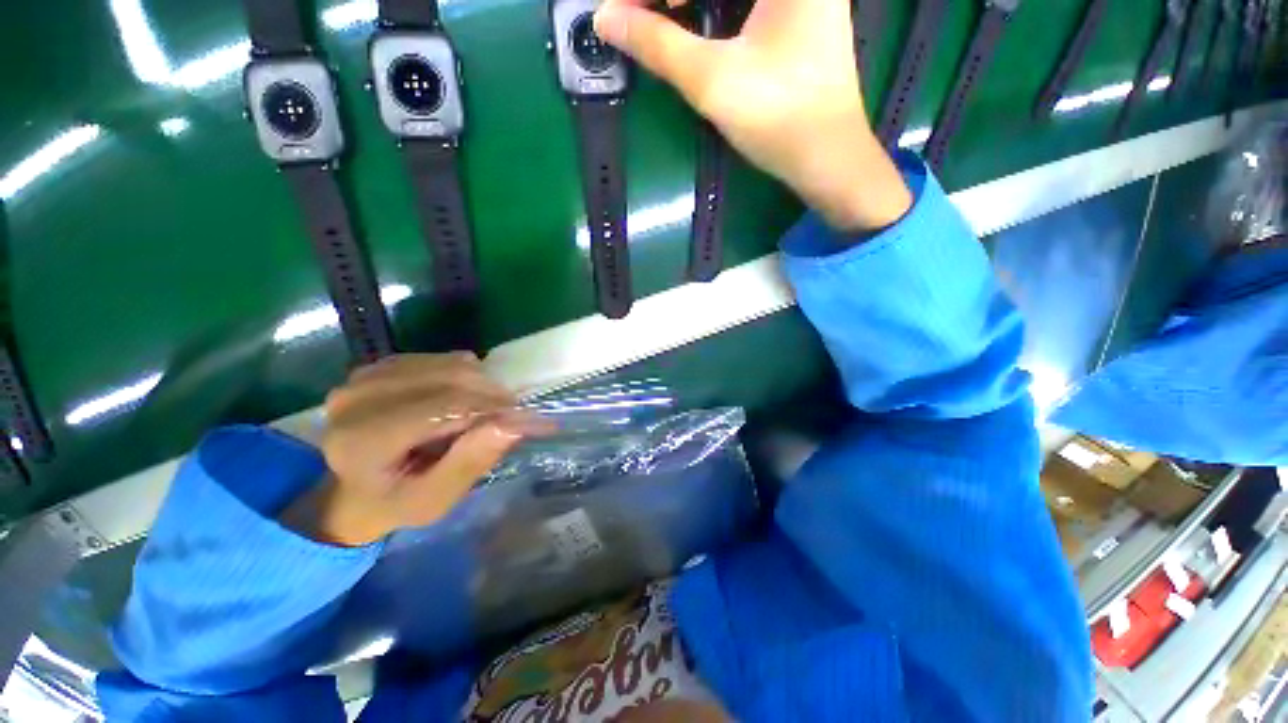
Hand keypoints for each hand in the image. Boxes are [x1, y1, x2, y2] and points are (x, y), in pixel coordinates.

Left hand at [282, 353, 552, 546]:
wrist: (351, 491)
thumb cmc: (395, 502)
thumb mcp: (434, 500)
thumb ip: (470, 462)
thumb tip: (514, 423)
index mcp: (364, 440)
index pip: (446, 407)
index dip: (492, 408)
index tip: (526, 418)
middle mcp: (357, 398)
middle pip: (450, 378)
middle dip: (491, 394)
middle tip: (511, 415)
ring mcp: (365, 376)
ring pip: (449, 364)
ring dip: (481, 384)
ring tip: (487, 410)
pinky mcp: (379, 366)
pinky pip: (440, 359)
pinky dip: (465, 375)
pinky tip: (463, 398)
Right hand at [594, 0, 911, 230]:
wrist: (827, 158)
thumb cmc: (777, 117)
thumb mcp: (711, 79)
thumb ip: (657, 44)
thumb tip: (605, 18)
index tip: (625, 10)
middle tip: (641, 16)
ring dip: (690, 3)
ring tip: (662, 19)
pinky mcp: (798, 13)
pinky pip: (745, 2)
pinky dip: (712, 9)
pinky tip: (693, 23)